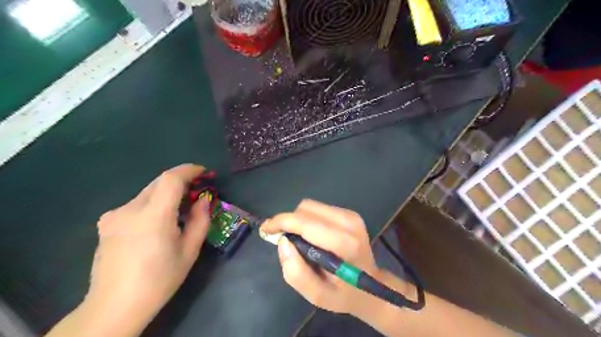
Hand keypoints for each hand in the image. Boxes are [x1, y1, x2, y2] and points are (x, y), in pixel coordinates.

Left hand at [85, 166, 209, 328]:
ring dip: (166, 194)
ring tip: (178, 211)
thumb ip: (200, 220)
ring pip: (147, 192)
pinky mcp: (106, 223)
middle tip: (195, 193)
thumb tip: (203, 201)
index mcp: (153, 217)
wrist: (115, 306)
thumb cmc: (159, 280)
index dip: (189, 170)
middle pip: (159, 182)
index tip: (203, 172)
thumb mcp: (189, 251)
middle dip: (180, 181)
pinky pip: (135, 204)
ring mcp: (114, 215)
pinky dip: (152, 204)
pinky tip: (156, 224)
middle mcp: (129, 209)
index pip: (171, 179)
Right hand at [260, 198, 378, 314]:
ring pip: (311, 206)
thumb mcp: (317, 295)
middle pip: (306, 209)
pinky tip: (311, 236)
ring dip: (298, 220)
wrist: (371, 285)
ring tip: (297, 240)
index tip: (266, 229)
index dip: (281, 222)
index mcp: (344, 243)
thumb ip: (296, 272)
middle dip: (288, 221)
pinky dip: (308, 219)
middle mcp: (349, 223)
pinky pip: (318, 209)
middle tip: (282, 239)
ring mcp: (351, 215)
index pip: (305, 222)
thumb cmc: (343, 294)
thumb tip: (283, 242)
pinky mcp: (349, 213)